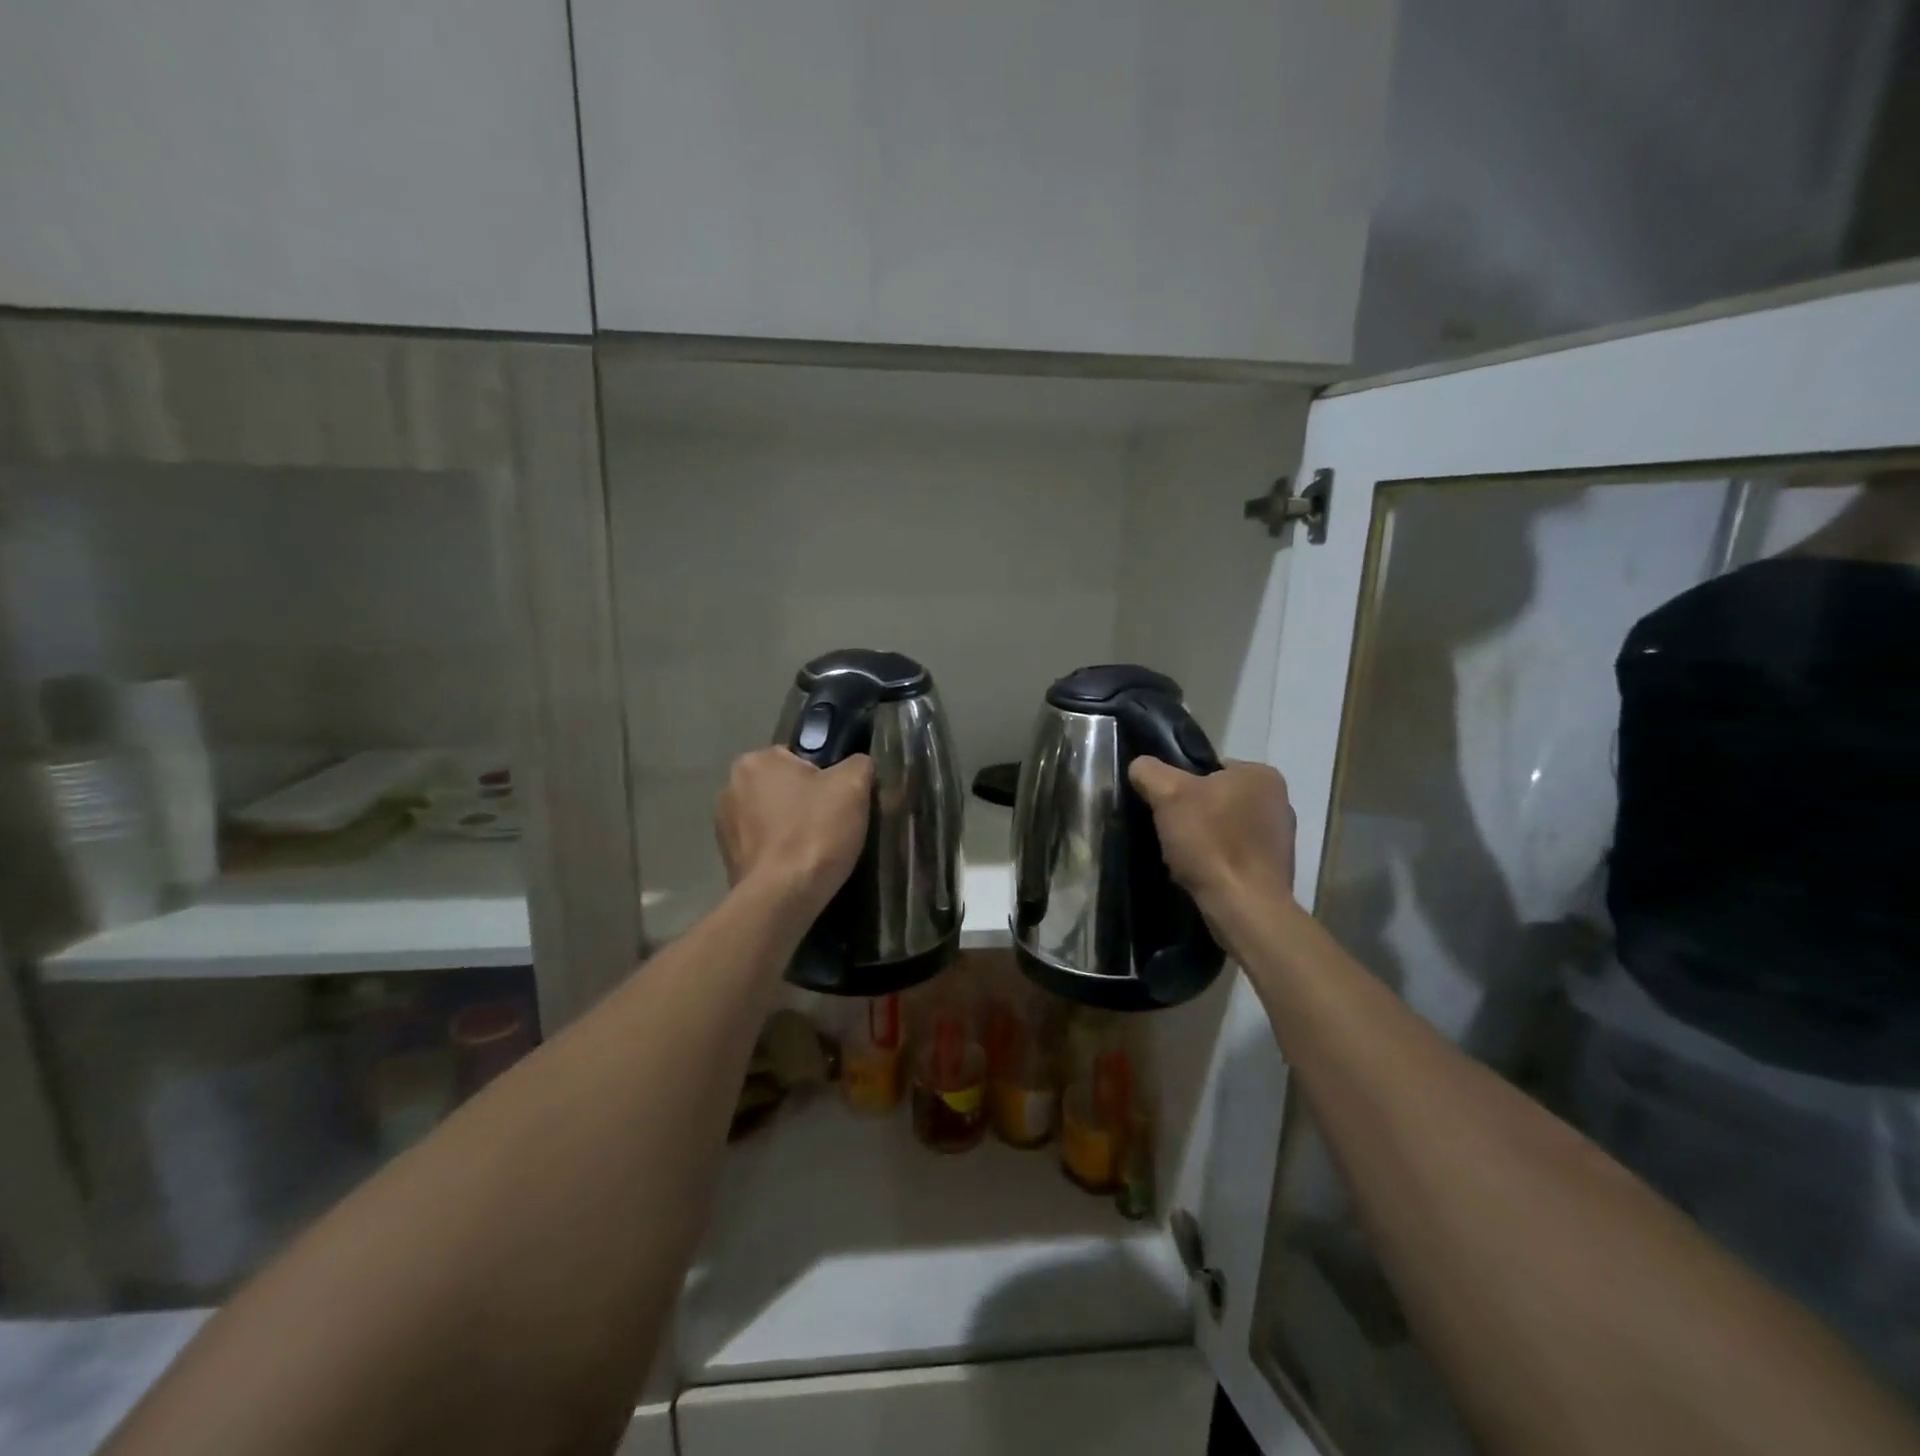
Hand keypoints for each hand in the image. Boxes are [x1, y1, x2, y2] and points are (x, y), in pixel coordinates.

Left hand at [716, 748, 871, 912]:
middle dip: (805, 802)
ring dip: (790, 827)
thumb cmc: (815, 832)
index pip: (800, 758)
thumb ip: (858, 763)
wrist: (782, 898)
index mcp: (756, 760)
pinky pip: (762, 845)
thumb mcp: (853, 785)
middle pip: (784, 786)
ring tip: (816, 850)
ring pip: (772, 816)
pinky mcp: (726, 858)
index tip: (839, 802)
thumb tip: (856, 766)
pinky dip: (779, 851)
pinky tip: (797, 867)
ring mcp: (723, 824)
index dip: (826, 778)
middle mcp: (730, 785)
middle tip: (832, 825)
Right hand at [1128, 758, 1297, 916]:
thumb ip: (1149, 771)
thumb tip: (1140, 767)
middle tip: (1170, 832)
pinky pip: (1235, 854)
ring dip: (1203, 839)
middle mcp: (1280, 801)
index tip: (1166, 806)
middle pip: (1217, 798)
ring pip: (1224, 827)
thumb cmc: (1210, 842)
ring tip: (1183, 856)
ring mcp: (1281, 837)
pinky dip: (1217, 860)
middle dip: (1192, 813)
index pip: (1210, 768)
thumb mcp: (1168, 795)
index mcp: (1262, 775)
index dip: (1181, 785)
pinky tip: (1202, 873)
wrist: (1244, 908)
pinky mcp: (1275, 869)